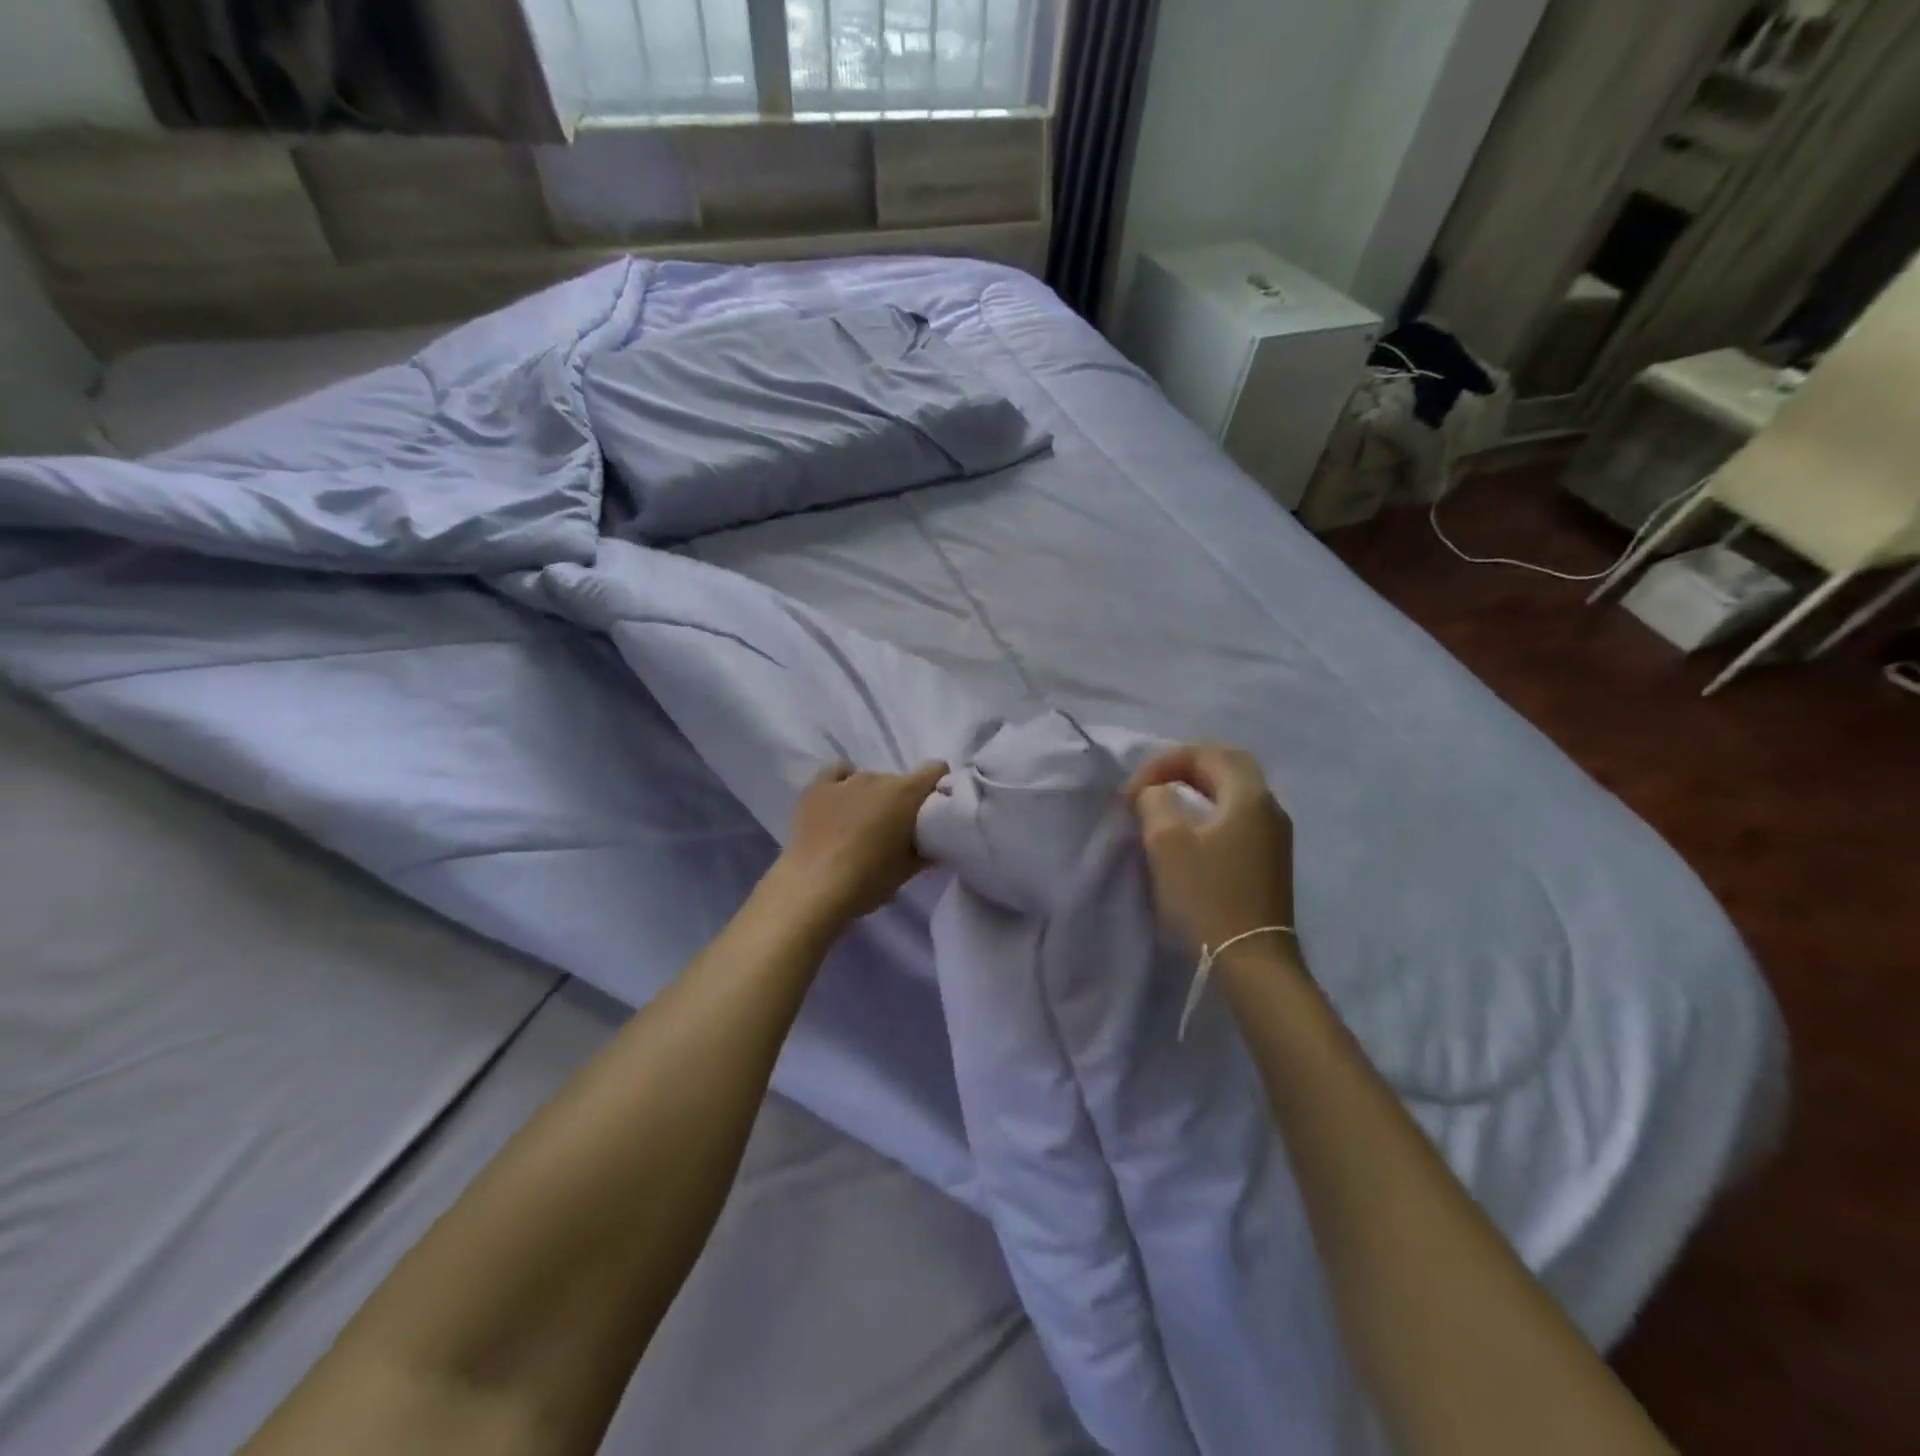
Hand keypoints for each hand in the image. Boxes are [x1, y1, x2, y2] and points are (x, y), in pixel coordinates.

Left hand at [769, 760, 949, 927]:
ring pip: (870, 781)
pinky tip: (840, 801)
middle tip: (894, 831)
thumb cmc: (869, 880)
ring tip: (861, 826)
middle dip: (901, 802)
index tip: (934, 809)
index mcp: (906, 793)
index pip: (936, 770)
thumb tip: (935, 844)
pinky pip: (838, 773)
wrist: (814, 888)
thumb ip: (927, 851)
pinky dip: (843, 783)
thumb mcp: (908, 871)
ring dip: (872, 798)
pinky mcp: (816, 788)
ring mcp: (845, 780)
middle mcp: (878, 777)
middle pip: (899, 782)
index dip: (938, 786)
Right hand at [1125, 744, 1296, 953]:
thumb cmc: (1207, 897)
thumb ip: (1156, 802)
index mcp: (1250, 796)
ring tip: (1163, 805)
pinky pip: (1238, 817)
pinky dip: (1209, 811)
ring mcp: (1275, 836)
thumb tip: (1156, 794)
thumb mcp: (1167, 842)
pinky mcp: (1270, 861)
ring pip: (1234, 793)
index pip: (1208, 753)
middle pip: (1228, 766)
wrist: (1252, 962)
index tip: (1134, 791)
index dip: (1165, 761)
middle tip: (1151, 785)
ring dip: (1197, 789)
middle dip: (1185, 768)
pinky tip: (1189, 832)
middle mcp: (1270, 808)